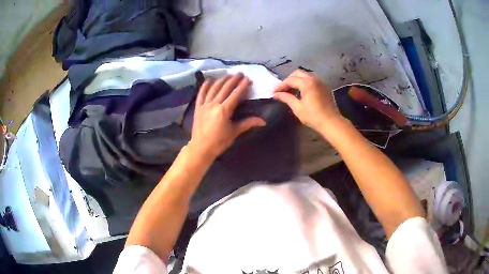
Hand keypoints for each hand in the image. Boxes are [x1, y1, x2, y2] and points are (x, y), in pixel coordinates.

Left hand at [189, 73, 265, 158]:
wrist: (201, 148)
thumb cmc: (219, 142)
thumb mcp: (234, 132)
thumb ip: (247, 123)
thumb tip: (263, 121)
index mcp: (224, 110)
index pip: (235, 95)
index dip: (242, 86)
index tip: (247, 79)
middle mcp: (214, 104)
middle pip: (225, 88)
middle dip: (233, 80)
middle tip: (240, 73)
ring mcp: (204, 105)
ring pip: (213, 88)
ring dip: (221, 80)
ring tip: (228, 74)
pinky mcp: (198, 107)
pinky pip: (201, 94)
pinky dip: (205, 86)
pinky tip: (209, 80)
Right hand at [273, 70, 343, 131]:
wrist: (331, 122)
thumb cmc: (313, 116)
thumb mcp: (297, 108)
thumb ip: (286, 98)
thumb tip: (276, 94)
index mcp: (306, 83)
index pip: (290, 80)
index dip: (281, 86)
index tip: (274, 93)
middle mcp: (314, 79)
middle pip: (298, 73)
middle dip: (289, 80)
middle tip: (283, 90)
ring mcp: (320, 82)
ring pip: (305, 75)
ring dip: (297, 80)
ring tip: (292, 91)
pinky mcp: (324, 87)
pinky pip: (312, 80)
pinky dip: (305, 83)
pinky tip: (302, 93)